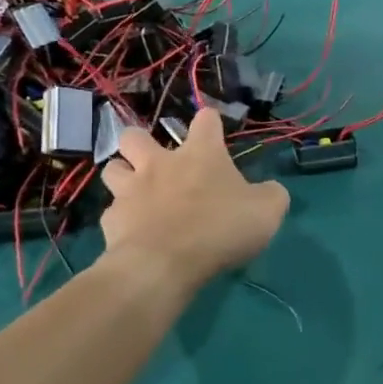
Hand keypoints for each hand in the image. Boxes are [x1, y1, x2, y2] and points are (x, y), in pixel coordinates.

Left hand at [99, 107, 288, 289]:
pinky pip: (112, 212)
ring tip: (135, 192)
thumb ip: (271, 195)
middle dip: (141, 142)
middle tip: (155, 161)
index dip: (210, 121)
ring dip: (123, 175)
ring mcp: (130, 190)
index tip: (213, 129)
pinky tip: (133, 232)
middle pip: (135, 135)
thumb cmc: (219, 228)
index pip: (205, 119)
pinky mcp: (111, 220)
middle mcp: (160, 163)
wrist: (164, 264)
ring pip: (112, 168)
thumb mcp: (267, 211)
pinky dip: (121, 219)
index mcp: (201, 153)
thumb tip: (270, 190)